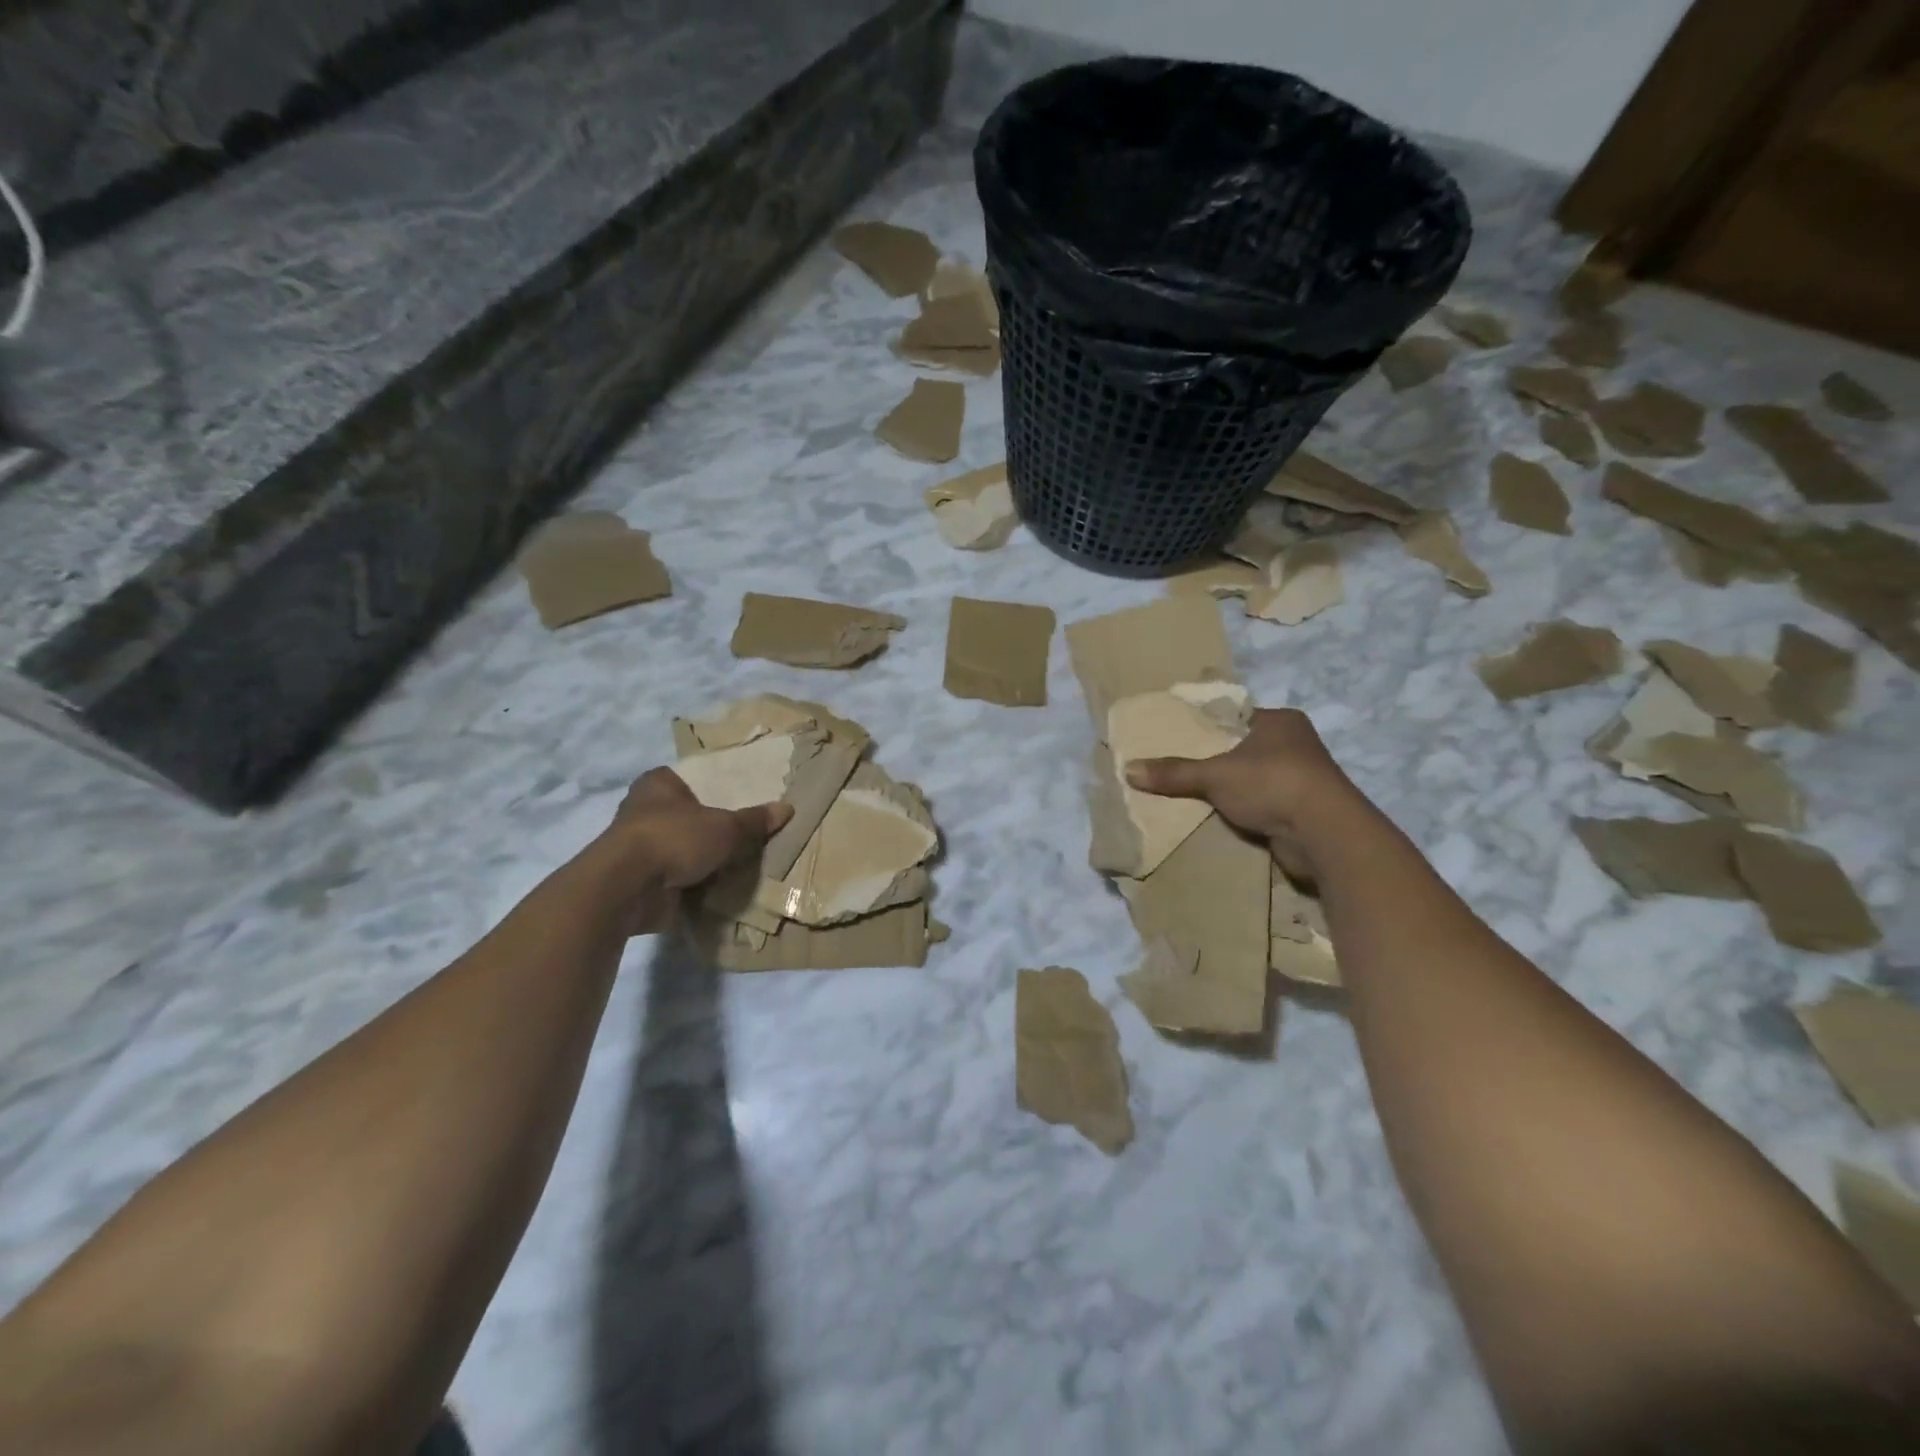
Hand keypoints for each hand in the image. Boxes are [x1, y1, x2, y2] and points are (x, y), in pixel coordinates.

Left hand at [589, 767, 792, 934]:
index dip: (718, 788)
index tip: (744, 798)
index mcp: (658, 784)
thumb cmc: (675, 838)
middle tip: (748, 833)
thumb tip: (787, 809)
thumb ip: (754, 820)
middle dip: (713, 827)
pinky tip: (720, 886)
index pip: (694, 778)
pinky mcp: (640, 878)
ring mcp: (639, 846)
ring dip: (703, 858)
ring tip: (740, 862)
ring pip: (682, 847)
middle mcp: (644, 810)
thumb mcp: (726, 827)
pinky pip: (676, 876)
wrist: (629, 888)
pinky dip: (693, 882)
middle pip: (690, 815)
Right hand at [1125, 708, 1358, 870]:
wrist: (1324, 834)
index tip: (1179, 737)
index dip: (1208, 726)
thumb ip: (1174, 772)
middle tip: (1178, 768)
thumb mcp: (1214, 774)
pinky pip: (1263, 805)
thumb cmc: (1272, 784)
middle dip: (1216, 761)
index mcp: (1280, 721)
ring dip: (1232, 789)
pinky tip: (1220, 817)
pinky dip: (1244, 811)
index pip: (1236, 717)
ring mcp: (1303, 779)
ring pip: (1254, 779)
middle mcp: (1296, 744)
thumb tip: (1128, 769)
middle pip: (1244, 749)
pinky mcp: (1303, 810)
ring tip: (1193, 795)